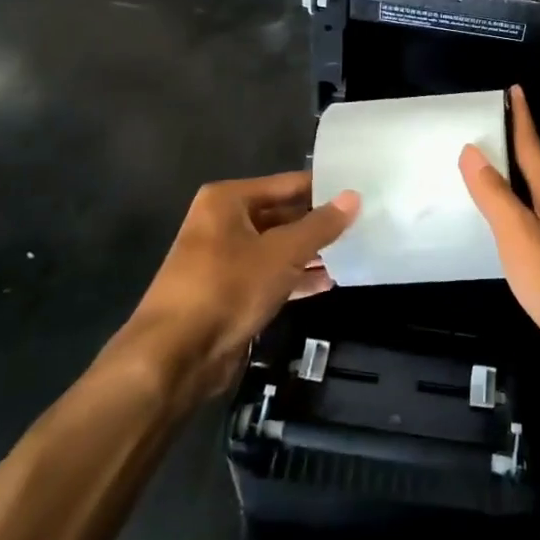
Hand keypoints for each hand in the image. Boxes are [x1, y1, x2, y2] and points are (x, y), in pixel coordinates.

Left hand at [107, 172, 359, 401]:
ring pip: (277, 247)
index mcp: (228, 200)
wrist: (175, 355)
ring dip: (310, 253)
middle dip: (318, 223)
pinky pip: (269, 276)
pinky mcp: (228, 292)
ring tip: (353, 252)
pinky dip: (294, 278)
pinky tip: (327, 284)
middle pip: (282, 214)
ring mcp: (224, 259)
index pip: (288, 184)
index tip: (361, 191)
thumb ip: (320, 225)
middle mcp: (223, 223)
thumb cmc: (228, 288)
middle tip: (363, 223)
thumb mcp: (282, 253)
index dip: (324, 188)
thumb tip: (354, 196)